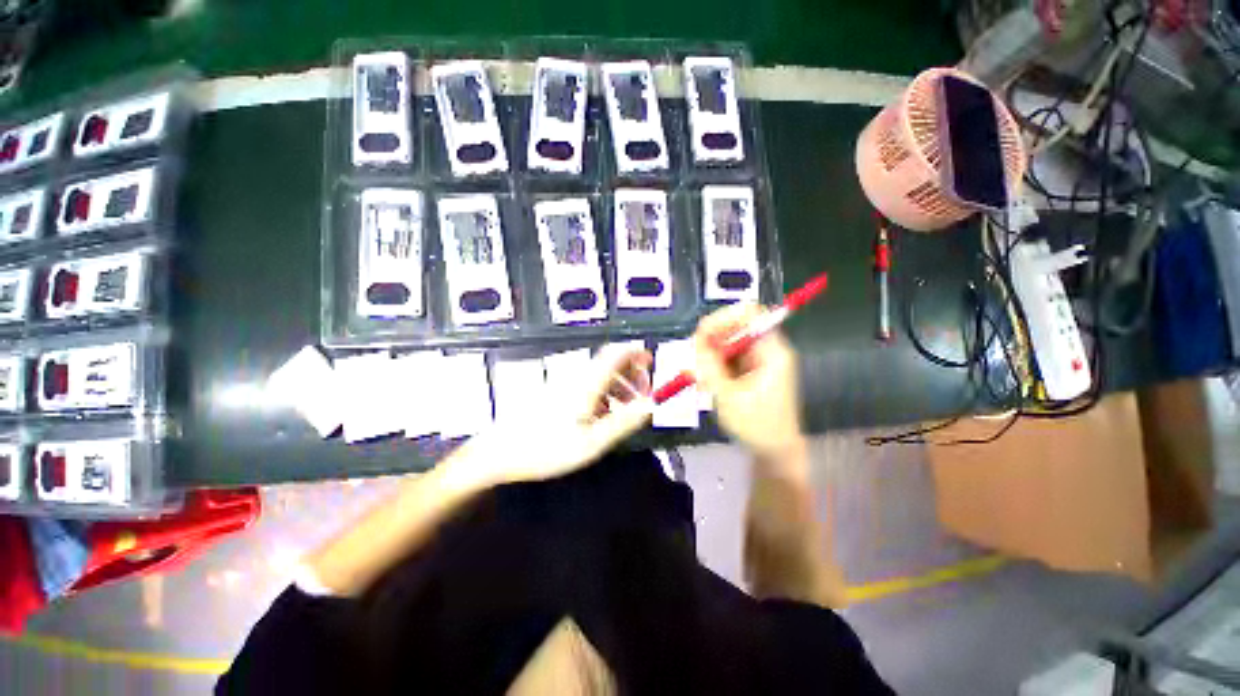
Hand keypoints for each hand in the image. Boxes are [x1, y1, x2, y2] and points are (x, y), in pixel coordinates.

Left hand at [468, 347, 653, 485]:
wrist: (498, 453)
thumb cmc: (546, 448)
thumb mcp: (592, 441)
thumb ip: (623, 422)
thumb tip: (651, 405)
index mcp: (586, 382)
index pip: (616, 353)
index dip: (636, 353)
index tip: (651, 363)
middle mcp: (576, 376)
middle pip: (609, 362)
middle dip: (631, 374)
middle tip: (643, 394)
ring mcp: (563, 383)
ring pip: (598, 375)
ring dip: (618, 385)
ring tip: (626, 408)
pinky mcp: (555, 393)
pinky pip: (586, 385)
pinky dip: (602, 394)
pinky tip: (602, 416)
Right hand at [692, 303, 804, 459]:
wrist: (774, 452)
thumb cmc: (757, 426)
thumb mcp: (728, 396)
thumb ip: (710, 366)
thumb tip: (695, 340)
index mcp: (771, 351)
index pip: (750, 313)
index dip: (724, 317)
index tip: (702, 334)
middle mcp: (767, 349)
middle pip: (735, 325)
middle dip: (711, 338)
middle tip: (693, 357)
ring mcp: (758, 359)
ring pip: (728, 341)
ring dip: (709, 353)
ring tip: (699, 374)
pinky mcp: (749, 369)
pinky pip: (728, 356)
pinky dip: (714, 363)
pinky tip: (706, 380)